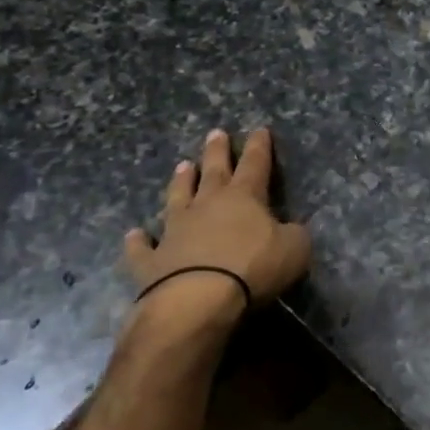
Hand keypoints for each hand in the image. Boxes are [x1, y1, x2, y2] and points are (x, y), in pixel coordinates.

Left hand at [121, 127, 311, 339]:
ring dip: (180, 182)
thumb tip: (289, 229)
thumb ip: (294, 234)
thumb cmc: (252, 268)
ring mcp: (175, 230)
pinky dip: (138, 241)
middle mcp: (207, 205)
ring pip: (177, 197)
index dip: (259, 146)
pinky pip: (143, 247)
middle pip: (213, 171)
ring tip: (181, 165)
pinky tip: (134, 235)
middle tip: (215, 133)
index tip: (259, 129)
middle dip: (217, 151)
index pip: (255, 164)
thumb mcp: (295, 249)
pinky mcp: (151, 260)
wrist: (197, 300)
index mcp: (244, 197)